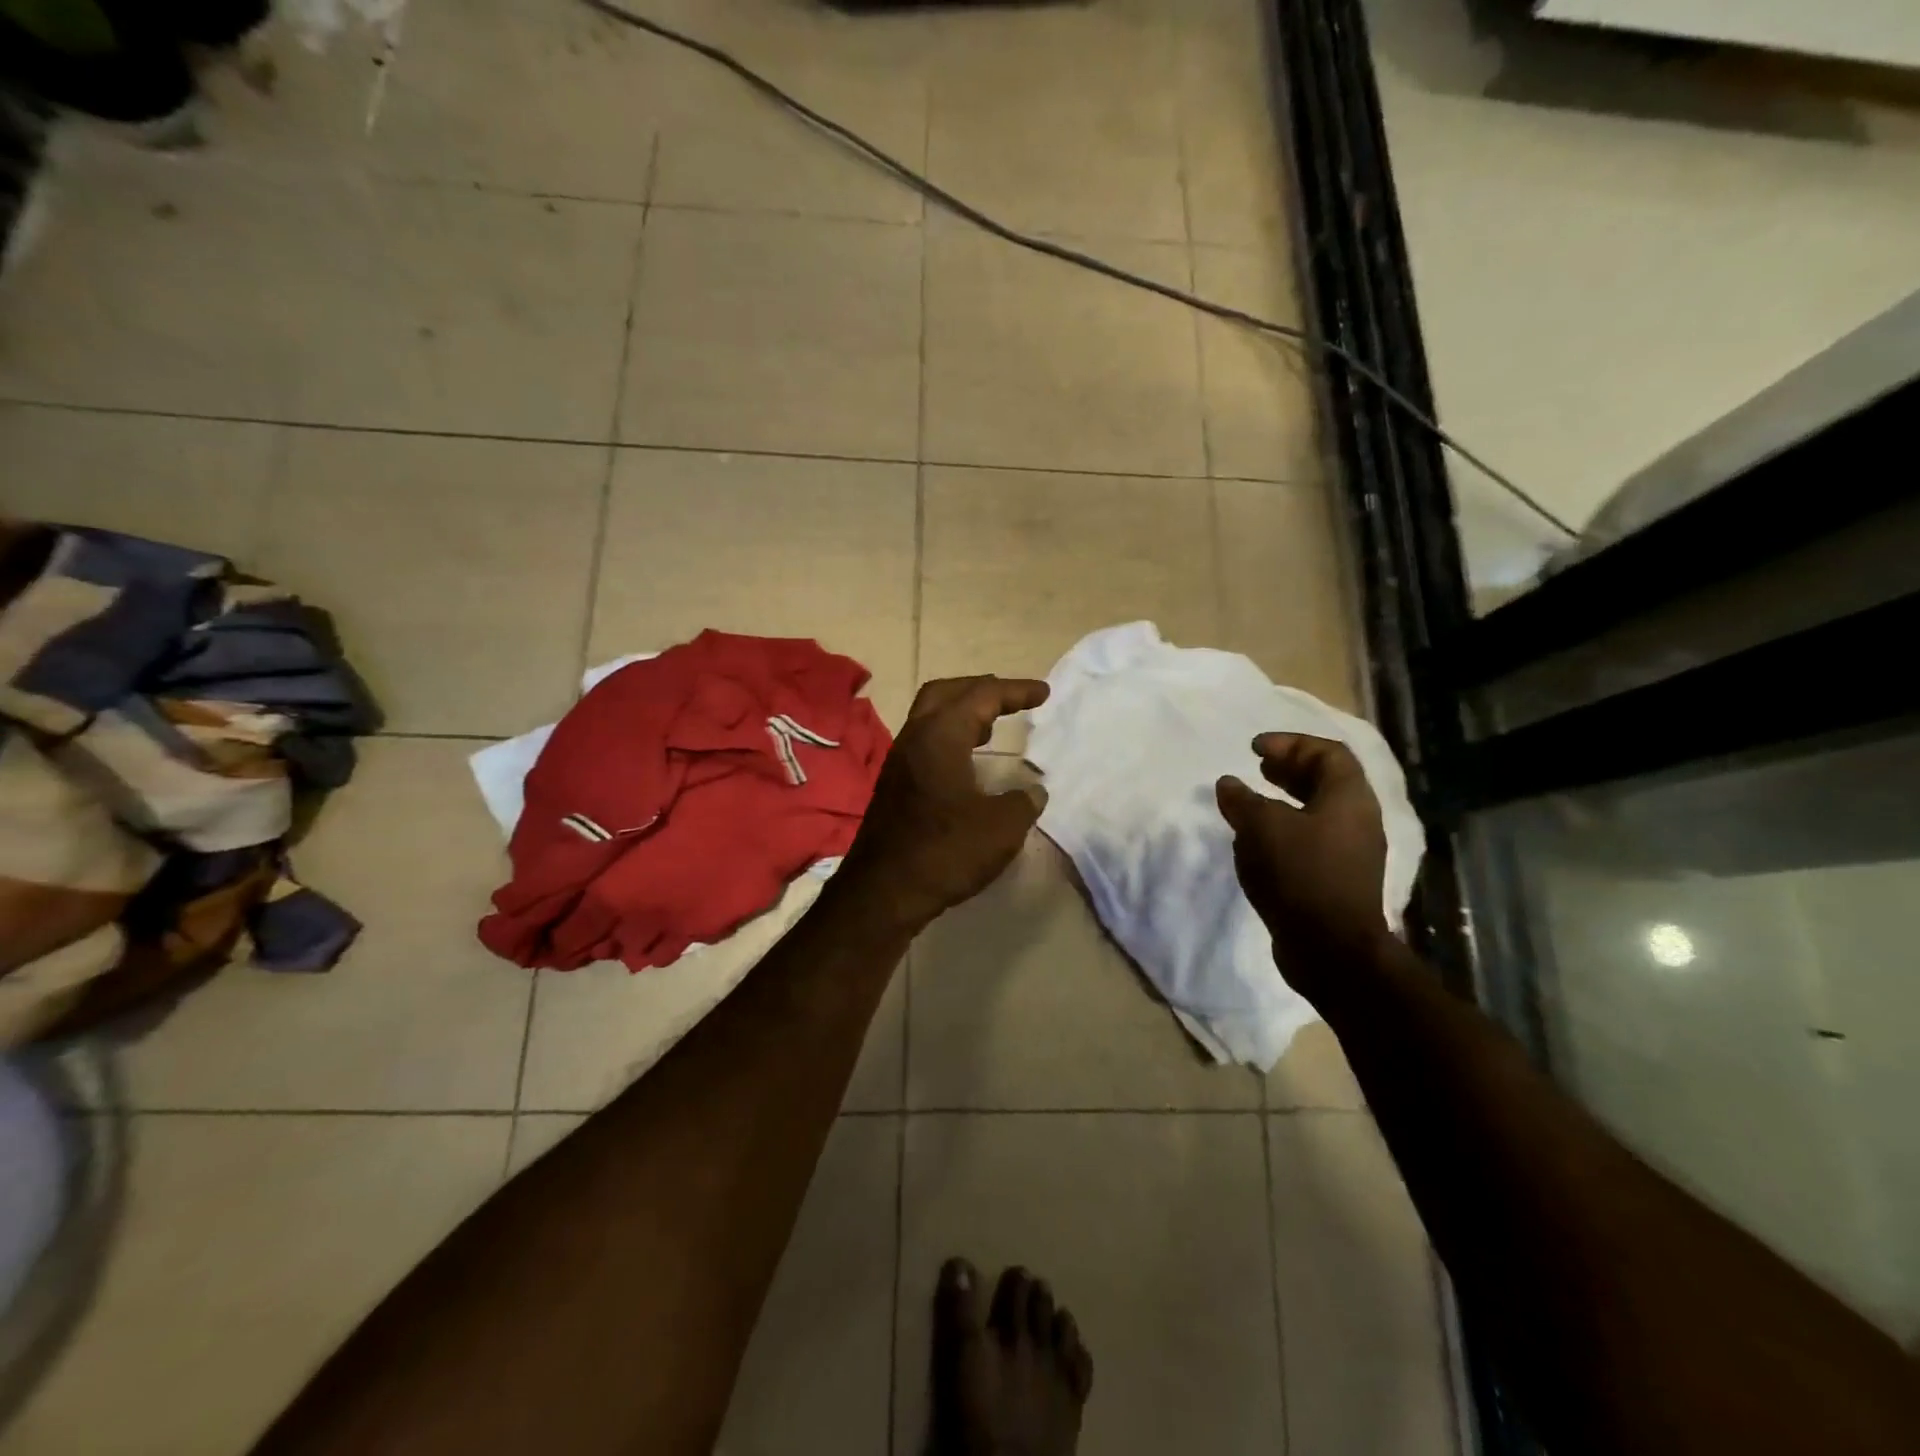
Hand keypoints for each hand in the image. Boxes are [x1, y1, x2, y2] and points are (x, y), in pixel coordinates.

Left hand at [838, 677, 1050, 932]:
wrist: (883, 892)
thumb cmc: (945, 852)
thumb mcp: (1001, 828)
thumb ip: (1023, 802)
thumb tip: (1033, 791)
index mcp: (941, 735)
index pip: (982, 695)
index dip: (1016, 690)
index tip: (1044, 692)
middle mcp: (915, 737)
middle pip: (946, 693)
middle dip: (980, 690)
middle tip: (1009, 699)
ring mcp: (899, 761)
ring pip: (930, 717)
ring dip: (962, 714)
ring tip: (991, 727)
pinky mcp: (893, 785)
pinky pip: (924, 743)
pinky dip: (949, 738)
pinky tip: (966, 763)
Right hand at [1215, 733, 1391, 988]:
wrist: (1331, 948)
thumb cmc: (1300, 873)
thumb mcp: (1262, 827)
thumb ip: (1243, 800)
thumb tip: (1229, 785)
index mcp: (1350, 799)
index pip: (1328, 753)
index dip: (1291, 744)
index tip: (1254, 749)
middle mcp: (1358, 820)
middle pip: (1327, 780)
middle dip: (1290, 769)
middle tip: (1257, 767)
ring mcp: (1351, 852)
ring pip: (1318, 811)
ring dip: (1285, 800)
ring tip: (1252, 801)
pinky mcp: (1337, 878)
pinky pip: (1312, 838)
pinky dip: (1285, 828)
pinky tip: (1258, 840)